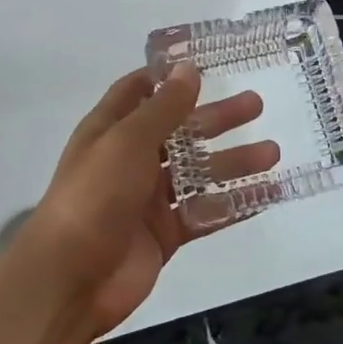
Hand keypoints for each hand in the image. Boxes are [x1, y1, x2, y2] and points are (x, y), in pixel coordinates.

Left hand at [21, 64, 277, 336]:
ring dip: (234, 161)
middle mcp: (131, 159)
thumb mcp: (128, 141)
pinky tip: (268, 194)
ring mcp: (149, 199)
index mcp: (112, 130)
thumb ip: (164, 107)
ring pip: (198, 172)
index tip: (205, 63)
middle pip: (181, 131)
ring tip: (272, 153)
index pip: (139, 91)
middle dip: (217, 118)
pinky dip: (235, 202)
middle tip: (256, 104)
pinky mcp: (165, 233)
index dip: (168, 77)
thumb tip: (189, 68)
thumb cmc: (95, 196)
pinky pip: (206, 211)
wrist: (70, 280)